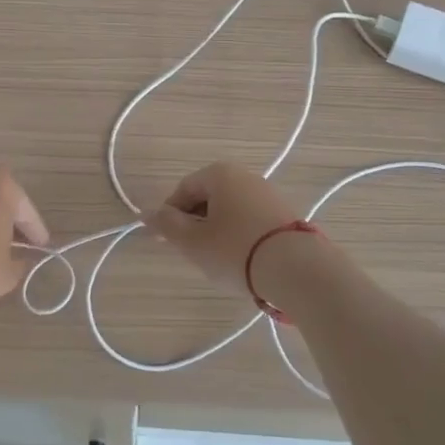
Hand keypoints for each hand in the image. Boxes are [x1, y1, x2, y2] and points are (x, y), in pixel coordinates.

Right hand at [143, 162, 301, 285]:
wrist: (298, 270)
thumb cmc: (236, 251)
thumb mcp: (193, 242)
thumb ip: (166, 225)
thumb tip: (146, 213)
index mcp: (220, 174)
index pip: (184, 189)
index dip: (169, 215)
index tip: (166, 241)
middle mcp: (246, 176)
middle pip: (208, 197)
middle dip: (194, 223)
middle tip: (190, 253)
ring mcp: (269, 194)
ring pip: (230, 210)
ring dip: (217, 231)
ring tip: (217, 260)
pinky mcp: (286, 215)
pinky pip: (251, 220)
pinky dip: (240, 236)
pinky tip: (242, 260)